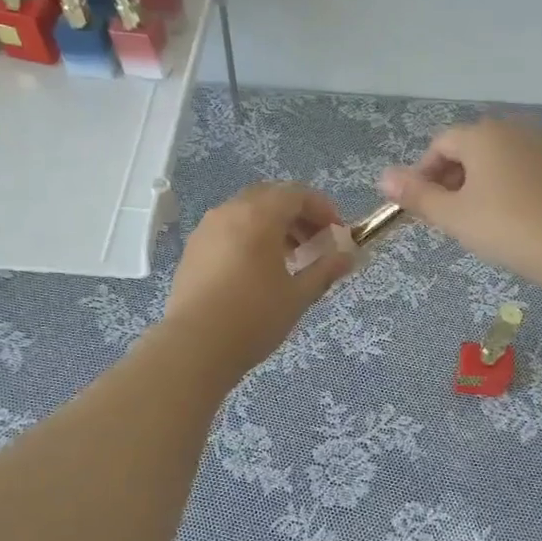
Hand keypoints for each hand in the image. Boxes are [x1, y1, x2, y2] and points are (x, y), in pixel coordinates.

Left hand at [165, 183, 355, 369]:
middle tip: (315, 243)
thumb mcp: (298, 295)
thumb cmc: (254, 318)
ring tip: (290, 259)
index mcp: (258, 216)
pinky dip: (249, 237)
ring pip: (246, 212)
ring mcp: (207, 229)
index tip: (337, 233)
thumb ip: (325, 270)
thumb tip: (348, 256)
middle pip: (270, 198)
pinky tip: (258, 270)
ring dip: (273, 226)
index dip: (322, 209)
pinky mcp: (193, 249)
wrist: (195, 346)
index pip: (297, 194)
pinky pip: (228, 229)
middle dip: (297, 215)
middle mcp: (230, 212)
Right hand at [378, 117, 541, 285]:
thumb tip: (382, 177)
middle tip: (446, 217)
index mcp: (482, 134)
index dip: (423, 174)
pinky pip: (518, 168)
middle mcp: (511, 129)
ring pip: (494, 159)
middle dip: (449, 179)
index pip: (439, 145)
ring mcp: (539, 145)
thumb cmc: (505, 227)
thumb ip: (416, 195)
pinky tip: (506, 217)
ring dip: (475, 183)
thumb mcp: (453, 215)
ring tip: (474, 219)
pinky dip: (503, 186)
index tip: (421, 207)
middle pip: (467, 148)